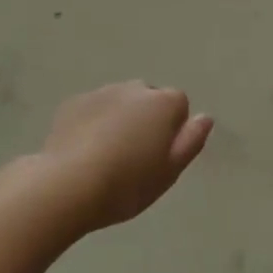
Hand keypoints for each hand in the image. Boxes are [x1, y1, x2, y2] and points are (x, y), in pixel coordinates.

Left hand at [39, 82, 213, 232]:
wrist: (67, 184)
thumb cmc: (127, 183)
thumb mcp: (170, 171)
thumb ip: (191, 141)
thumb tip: (205, 117)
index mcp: (162, 103)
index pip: (179, 105)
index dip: (173, 130)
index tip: (160, 157)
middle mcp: (134, 88)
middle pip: (149, 99)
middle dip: (146, 120)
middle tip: (135, 158)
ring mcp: (101, 92)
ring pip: (120, 103)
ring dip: (119, 120)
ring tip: (107, 157)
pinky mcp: (73, 103)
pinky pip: (93, 109)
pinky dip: (93, 123)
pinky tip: (83, 152)